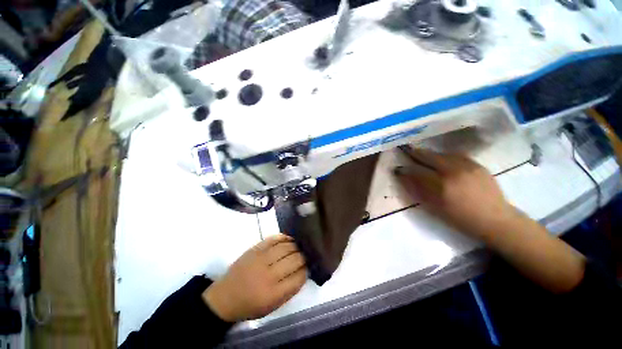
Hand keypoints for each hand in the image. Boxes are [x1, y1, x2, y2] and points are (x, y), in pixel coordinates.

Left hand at [202, 234, 306, 321]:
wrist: (225, 297)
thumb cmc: (250, 304)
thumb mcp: (272, 306)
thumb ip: (290, 289)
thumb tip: (304, 270)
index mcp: (274, 294)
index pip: (299, 276)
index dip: (306, 269)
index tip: (309, 265)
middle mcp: (268, 275)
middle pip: (294, 259)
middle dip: (303, 256)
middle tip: (306, 254)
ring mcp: (261, 259)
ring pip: (286, 247)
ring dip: (296, 245)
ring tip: (299, 246)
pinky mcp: (255, 249)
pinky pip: (273, 239)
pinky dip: (284, 237)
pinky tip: (289, 239)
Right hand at [394, 147, 515, 241]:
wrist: (495, 219)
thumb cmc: (462, 218)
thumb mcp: (436, 209)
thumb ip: (419, 192)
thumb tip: (406, 179)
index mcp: (442, 186)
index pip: (418, 172)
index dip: (405, 170)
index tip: (397, 168)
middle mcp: (454, 171)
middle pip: (430, 157)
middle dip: (416, 154)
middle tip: (406, 150)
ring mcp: (467, 166)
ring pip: (442, 154)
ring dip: (430, 154)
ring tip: (422, 154)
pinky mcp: (477, 165)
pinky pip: (455, 155)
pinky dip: (444, 155)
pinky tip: (441, 158)